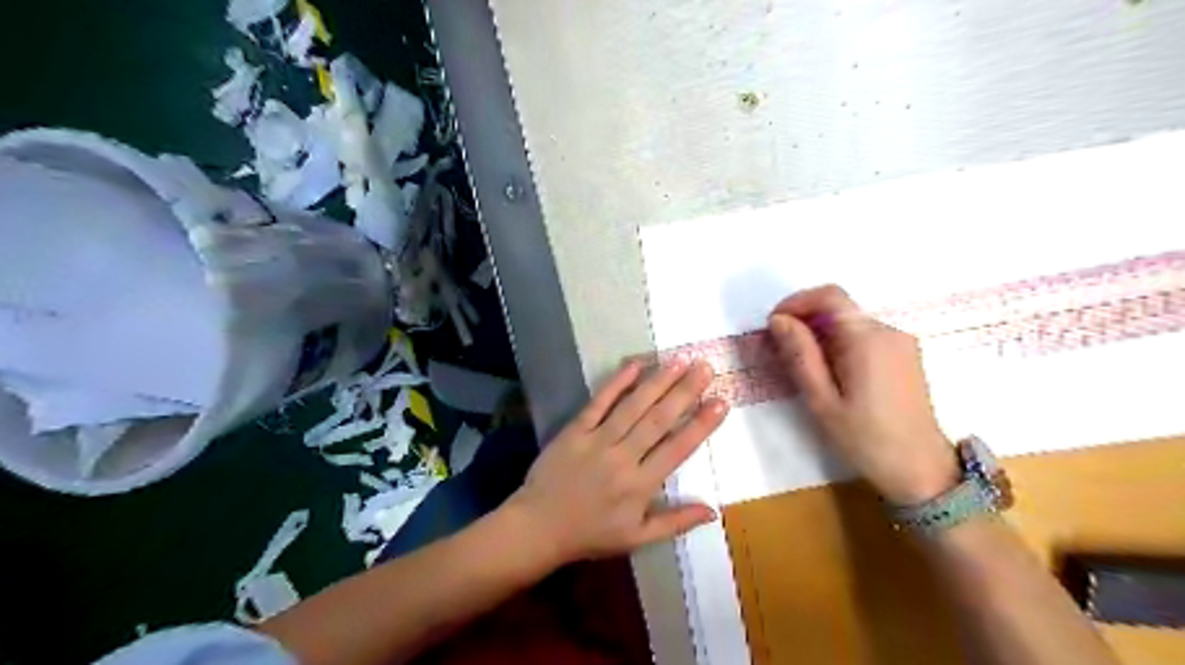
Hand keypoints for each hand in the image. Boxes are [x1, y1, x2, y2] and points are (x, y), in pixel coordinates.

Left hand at [508, 360, 732, 563]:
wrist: (538, 526)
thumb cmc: (590, 534)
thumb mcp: (636, 538)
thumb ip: (675, 522)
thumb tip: (713, 510)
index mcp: (641, 485)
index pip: (678, 449)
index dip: (701, 424)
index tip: (721, 402)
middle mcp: (623, 457)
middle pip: (659, 420)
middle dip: (685, 392)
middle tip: (705, 367)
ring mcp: (597, 440)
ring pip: (633, 406)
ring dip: (658, 382)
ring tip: (679, 361)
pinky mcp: (575, 430)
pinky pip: (598, 403)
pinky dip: (616, 383)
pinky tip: (634, 365)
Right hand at [769, 283, 961, 502]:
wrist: (921, 471)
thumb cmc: (865, 439)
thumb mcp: (822, 400)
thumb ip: (800, 355)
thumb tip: (779, 320)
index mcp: (868, 340)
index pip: (830, 296)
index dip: (797, 301)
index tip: (774, 324)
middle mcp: (888, 332)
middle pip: (839, 309)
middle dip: (805, 321)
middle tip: (780, 351)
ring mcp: (900, 343)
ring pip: (850, 324)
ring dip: (821, 335)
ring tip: (802, 368)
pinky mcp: (904, 357)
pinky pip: (865, 338)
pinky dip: (839, 345)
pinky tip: (830, 375)